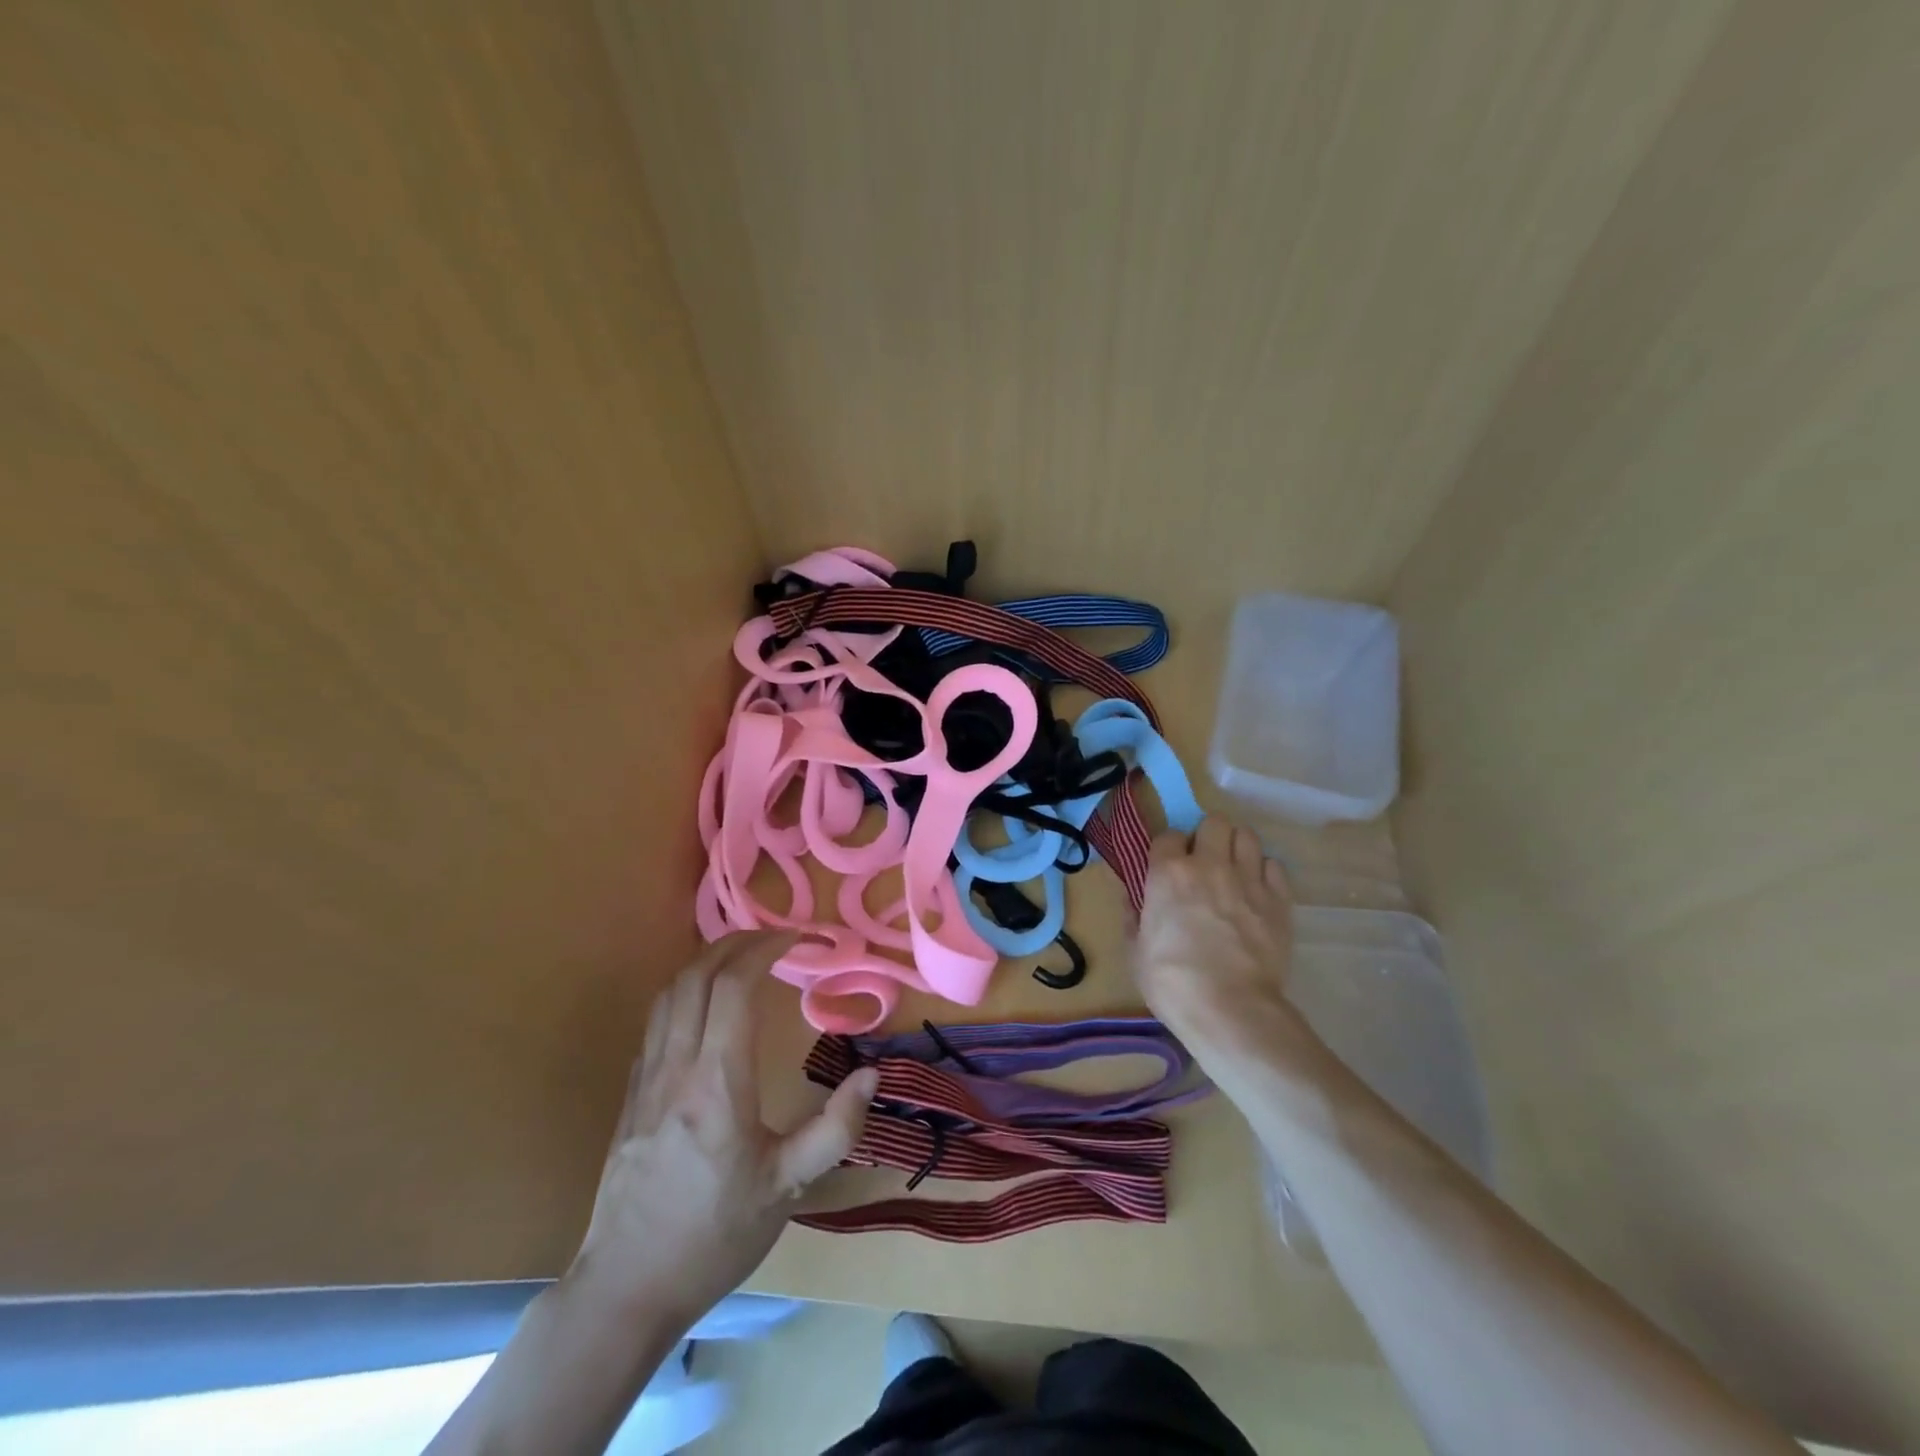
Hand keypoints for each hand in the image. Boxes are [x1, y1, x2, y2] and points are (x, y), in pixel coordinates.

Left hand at [565, 931, 878, 1326]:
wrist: (626, 1288)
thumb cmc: (715, 1235)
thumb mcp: (789, 1188)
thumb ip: (836, 1129)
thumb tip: (871, 1074)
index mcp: (718, 1083)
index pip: (734, 986)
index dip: (765, 949)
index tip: (796, 939)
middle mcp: (676, 1067)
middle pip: (697, 975)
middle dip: (736, 942)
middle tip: (773, 938)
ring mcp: (646, 1079)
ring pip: (669, 993)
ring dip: (706, 961)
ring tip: (741, 956)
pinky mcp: (630, 1096)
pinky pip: (656, 1021)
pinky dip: (684, 991)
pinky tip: (705, 1004)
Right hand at [1135, 817, 1304, 1069]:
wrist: (1230, 1009)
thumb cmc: (1172, 982)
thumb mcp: (1134, 951)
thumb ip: (1133, 916)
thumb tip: (1132, 898)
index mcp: (1168, 873)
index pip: (1168, 835)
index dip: (1168, 850)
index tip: (1168, 867)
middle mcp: (1209, 864)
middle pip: (1215, 822)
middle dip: (1208, 837)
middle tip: (1205, 862)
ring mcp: (1248, 879)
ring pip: (1248, 836)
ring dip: (1238, 848)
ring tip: (1233, 871)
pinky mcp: (1279, 900)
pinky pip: (1275, 866)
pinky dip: (1265, 873)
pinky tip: (1256, 892)